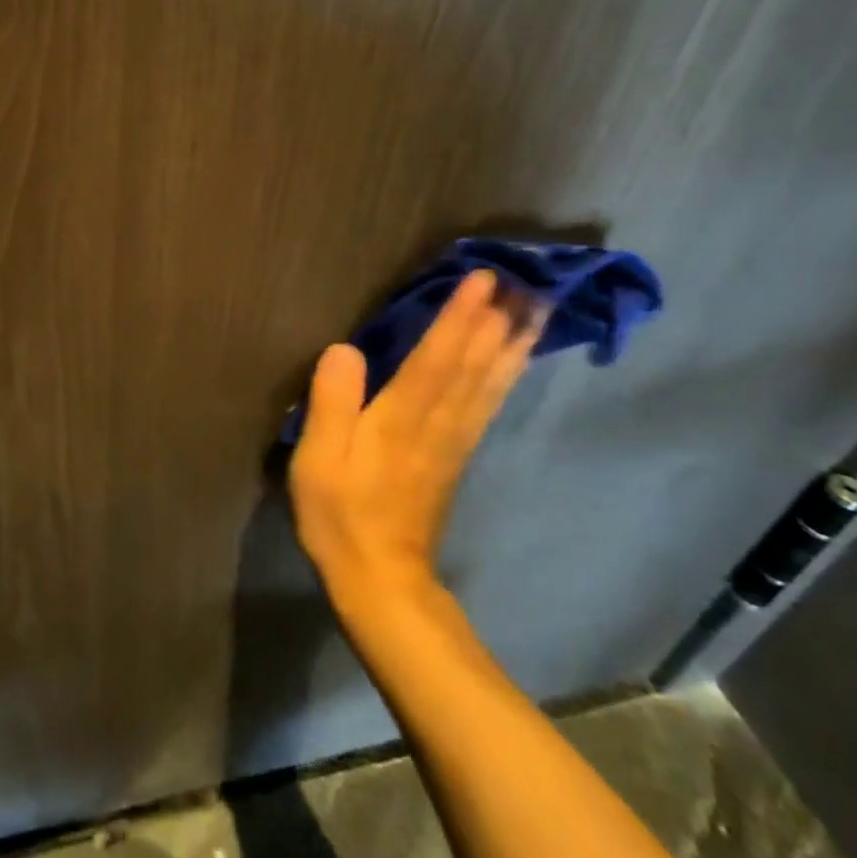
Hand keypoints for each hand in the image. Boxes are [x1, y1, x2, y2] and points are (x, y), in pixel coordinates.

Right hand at [289, 271, 539, 613]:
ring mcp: (453, 441)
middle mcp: (437, 422)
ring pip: (490, 383)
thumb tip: (345, 348)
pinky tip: (513, 362)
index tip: (482, 278)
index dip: (459, 316)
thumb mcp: (319, 458)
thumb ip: (332, 401)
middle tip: (525, 280)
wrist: (380, 579)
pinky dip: (505, 377)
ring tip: (536, 311)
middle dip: (498, 320)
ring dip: (513, 344)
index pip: (436, 356)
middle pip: (475, 365)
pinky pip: (487, 405)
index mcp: (401, 417)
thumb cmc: (340, 513)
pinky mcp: (456, 456)